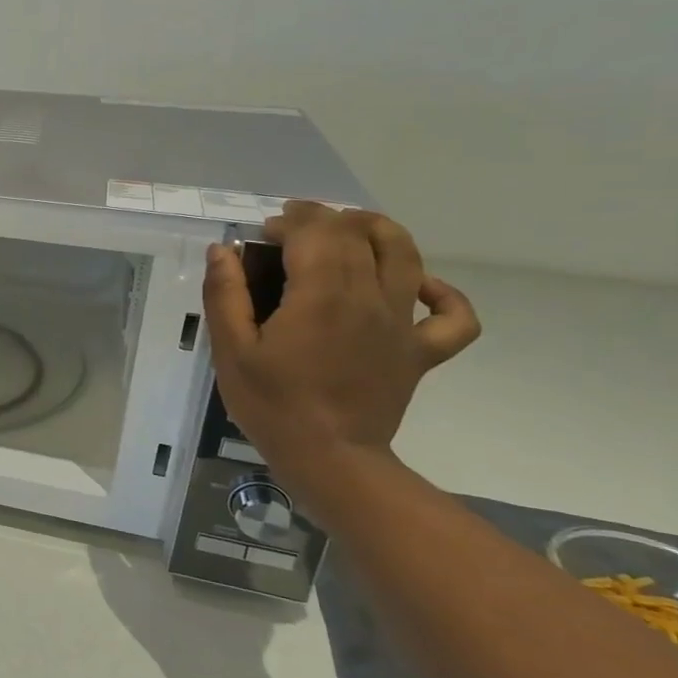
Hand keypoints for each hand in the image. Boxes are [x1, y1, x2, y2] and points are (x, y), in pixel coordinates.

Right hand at [201, 203, 480, 491]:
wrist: (330, 458)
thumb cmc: (271, 404)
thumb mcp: (231, 350)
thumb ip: (224, 295)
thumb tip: (224, 250)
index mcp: (321, 296)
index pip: (315, 233)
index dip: (289, 221)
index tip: (262, 232)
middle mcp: (369, 299)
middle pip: (358, 235)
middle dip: (324, 219)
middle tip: (291, 226)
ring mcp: (402, 324)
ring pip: (407, 255)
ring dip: (379, 230)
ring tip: (350, 230)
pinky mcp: (421, 351)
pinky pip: (453, 314)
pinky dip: (441, 292)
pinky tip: (416, 287)